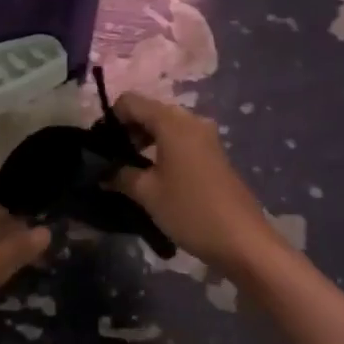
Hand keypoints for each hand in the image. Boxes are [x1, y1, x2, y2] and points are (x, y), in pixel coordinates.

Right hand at [111, 93, 280, 277]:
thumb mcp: (147, 193)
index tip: (99, 146)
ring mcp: (205, 137)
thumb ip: (120, 175)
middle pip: (148, 112)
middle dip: (126, 132)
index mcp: (171, 121)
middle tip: (111, 161)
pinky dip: (162, 151)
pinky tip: (154, 177)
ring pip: (164, 127)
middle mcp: (190, 120)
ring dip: (144, 143)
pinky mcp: (213, 155)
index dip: (110, 119)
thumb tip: (103, 172)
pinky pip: (179, 141)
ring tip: (129, 172)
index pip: (130, 102)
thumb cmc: (191, 210)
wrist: (244, 241)